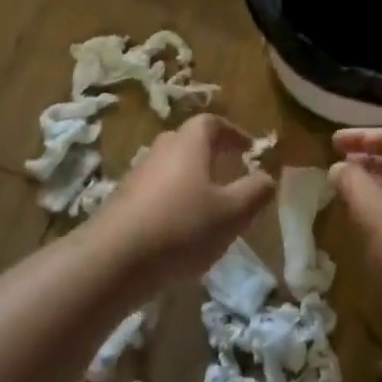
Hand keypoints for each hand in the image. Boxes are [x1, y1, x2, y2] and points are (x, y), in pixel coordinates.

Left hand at [94, 113, 275, 283]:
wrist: (114, 259)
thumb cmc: (181, 227)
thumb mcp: (232, 213)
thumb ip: (255, 192)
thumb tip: (268, 176)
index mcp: (189, 144)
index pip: (211, 122)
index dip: (233, 132)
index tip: (249, 149)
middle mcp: (161, 150)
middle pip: (187, 142)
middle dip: (211, 154)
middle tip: (230, 173)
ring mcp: (137, 176)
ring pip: (170, 168)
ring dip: (190, 180)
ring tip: (208, 207)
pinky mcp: (122, 202)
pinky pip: (155, 192)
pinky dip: (172, 202)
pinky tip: (180, 231)